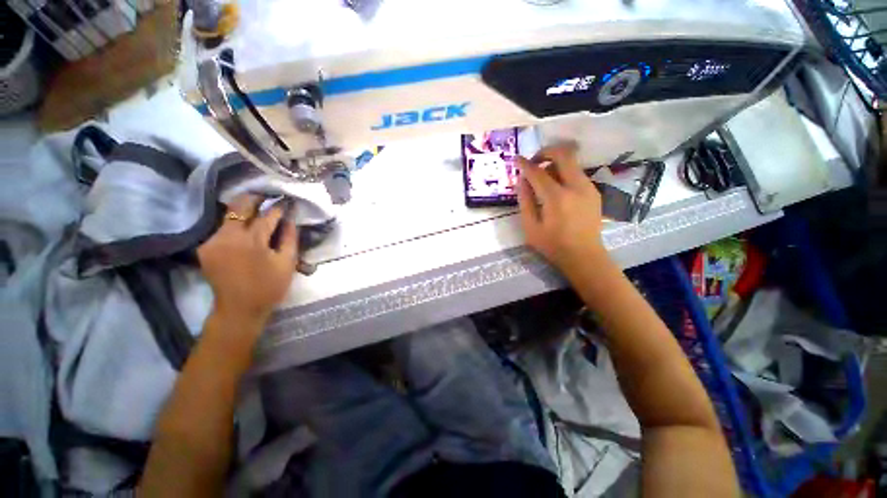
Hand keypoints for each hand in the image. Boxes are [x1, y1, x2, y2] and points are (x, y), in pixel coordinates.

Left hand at [198, 194, 298, 326]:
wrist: (239, 309)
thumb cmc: (269, 287)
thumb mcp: (287, 263)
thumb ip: (289, 238)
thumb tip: (290, 219)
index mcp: (251, 242)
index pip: (266, 216)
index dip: (278, 209)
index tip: (286, 202)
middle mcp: (227, 236)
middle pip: (239, 207)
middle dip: (254, 198)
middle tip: (266, 195)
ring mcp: (213, 241)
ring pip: (228, 216)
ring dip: (243, 211)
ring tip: (257, 208)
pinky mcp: (205, 248)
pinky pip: (222, 229)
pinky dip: (234, 224)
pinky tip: (244, 227)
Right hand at [517, 142, 608, 272]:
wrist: (584, 256)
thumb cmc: (553, 245)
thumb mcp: (531, 227)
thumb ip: (525, 201)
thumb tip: (522, 181)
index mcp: (556, 198)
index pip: (538, 172)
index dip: (525, 164)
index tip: (516, 159)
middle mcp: (576, 187)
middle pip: (564, 154)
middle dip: (546, 152)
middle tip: (533, 162)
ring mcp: (588, 187)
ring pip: (572, 162)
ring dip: (555, 163)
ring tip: (542, 178)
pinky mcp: (594, 192)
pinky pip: (577, 173)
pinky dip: (564, 173)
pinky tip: (556, 189)